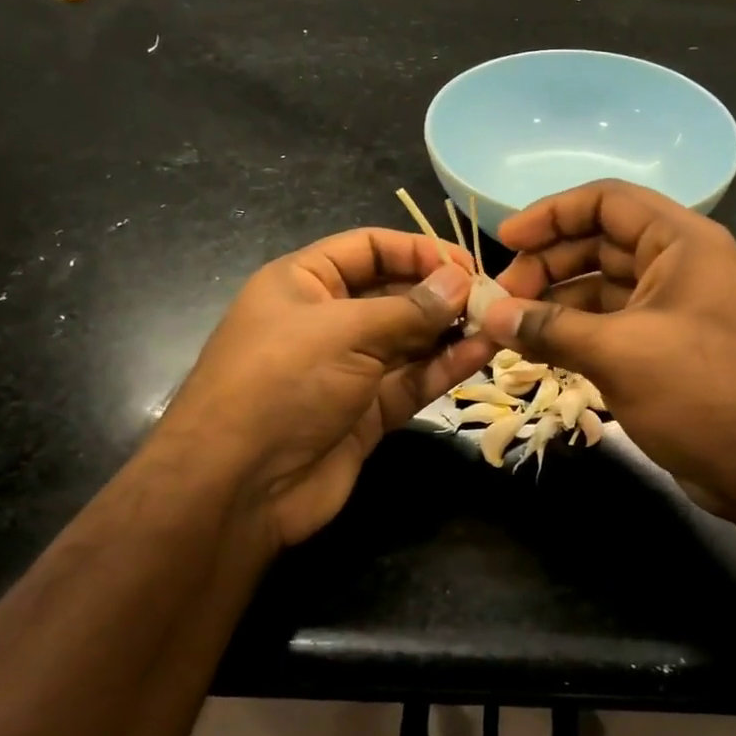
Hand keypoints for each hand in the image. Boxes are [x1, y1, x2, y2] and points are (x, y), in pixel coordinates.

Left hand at [154, 230, 494, 549]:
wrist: (238, 487)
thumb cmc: (281, 383)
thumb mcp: (344, 331)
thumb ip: (410, 308)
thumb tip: (461, 281)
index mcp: (304, 282)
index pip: (369, 248)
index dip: (417, 250)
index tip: (466, 263)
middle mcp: (327, 320)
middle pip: (394, 293)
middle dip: (440, 293)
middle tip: (491, 298)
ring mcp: (349, 368)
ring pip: (409, 339)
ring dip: (450, 330)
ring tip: (497, 323)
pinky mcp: (368, 410)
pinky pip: (412, 379)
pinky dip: (445, 366)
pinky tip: (481, 353)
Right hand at [484, 181, 735, 513]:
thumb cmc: (701, 393)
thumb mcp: (620, 354)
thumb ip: (551, 328)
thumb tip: (490, 315)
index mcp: (681, 242)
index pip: (607, 201)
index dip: (552, 213)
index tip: (505, 240)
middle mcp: (678, 264)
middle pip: (600, 242)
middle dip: (548, 263)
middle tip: (502, 297)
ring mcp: (672, 307)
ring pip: (601, 285)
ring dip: (555, 300)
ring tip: (510, 325)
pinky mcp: (664, 346)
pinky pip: (609, 322)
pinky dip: (573, 330)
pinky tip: (537, 347)